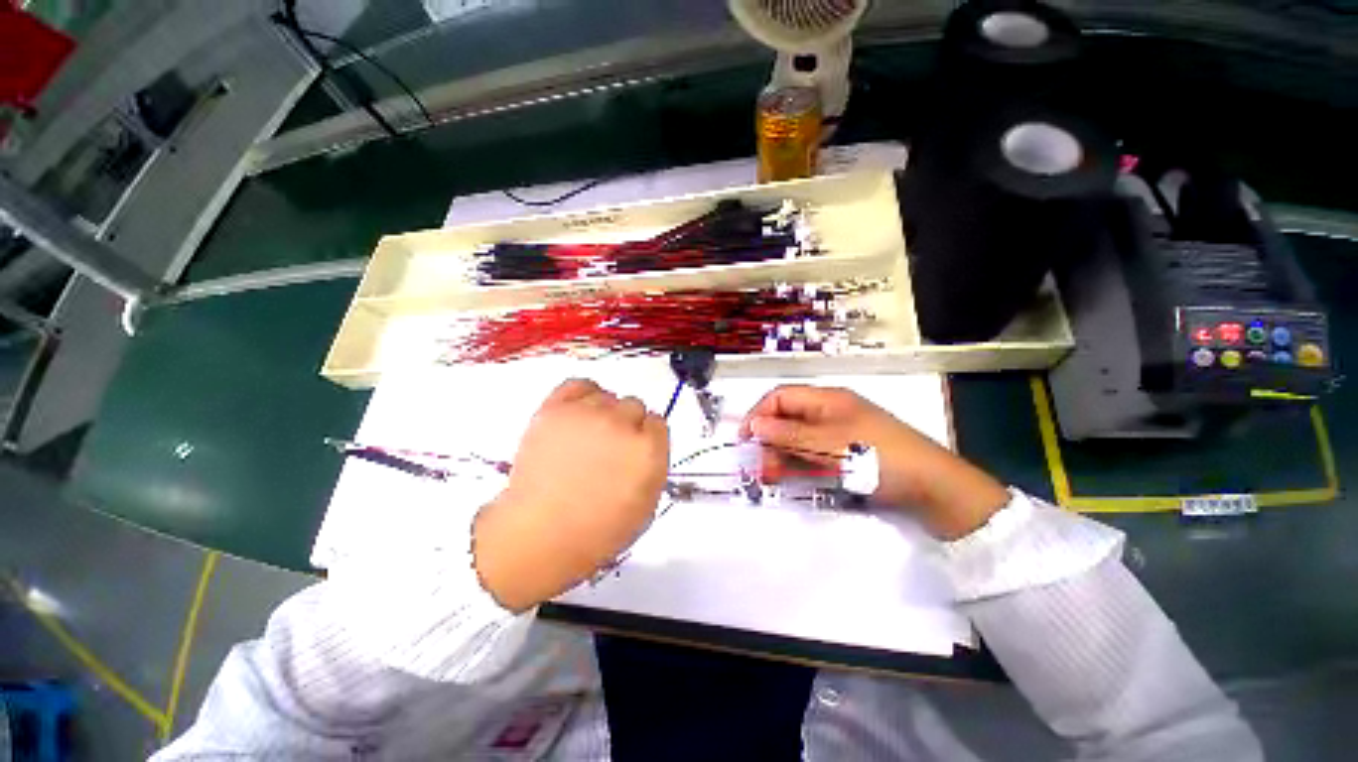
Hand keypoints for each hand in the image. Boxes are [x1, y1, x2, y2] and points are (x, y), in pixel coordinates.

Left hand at [473, 379, 669, 611]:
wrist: (538, 535)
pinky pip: (579, 384)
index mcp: (648, 450)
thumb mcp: (646, 506)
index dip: (646, 438)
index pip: (657, 423)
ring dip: (604, 412)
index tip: (635, 450)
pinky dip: (583, 395)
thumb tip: (647, 443)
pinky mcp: (556, 409)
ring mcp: (587, 414)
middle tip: (609, 447)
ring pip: (608, 396)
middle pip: (634, 405)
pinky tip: (579, 414)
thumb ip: (654, 465)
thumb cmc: (598, 531)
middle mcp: (621, 425)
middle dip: (627, 425)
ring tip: (588, 436)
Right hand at [740, 385, 1009, 539]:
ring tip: (774, 477)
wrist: (933, 488)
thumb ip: (789, 434)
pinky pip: (814, 453)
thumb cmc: (879, 458)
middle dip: (770, 440)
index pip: (780, 397)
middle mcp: (830, 412)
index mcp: (827, 399)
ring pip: (799, 438)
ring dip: (782, 454)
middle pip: (788, 418)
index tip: (745, 440)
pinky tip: (795, 478)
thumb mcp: (829, 445)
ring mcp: (839, 433)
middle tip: (763, 468)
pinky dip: (800, 464)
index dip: (758, 414)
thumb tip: (754, 423)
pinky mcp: (847, 452)